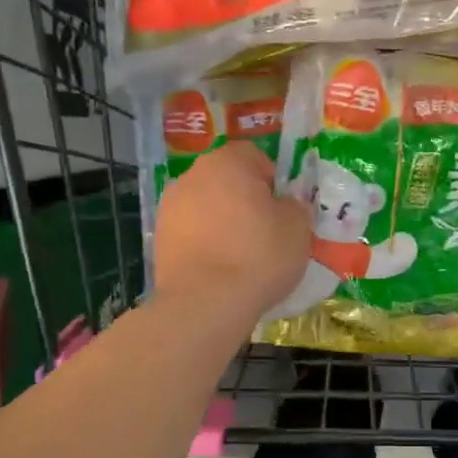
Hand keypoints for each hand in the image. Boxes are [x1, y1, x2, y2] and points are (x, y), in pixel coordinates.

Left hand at [154, 142, 310, 318]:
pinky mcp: (159, 237)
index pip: (254, 155)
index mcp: (228, 163)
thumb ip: (294, 207)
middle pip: (226, 179)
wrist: (205, 302)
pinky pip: (191, 231)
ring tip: (239, 253)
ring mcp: (170, 206)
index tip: (280, 208)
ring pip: (206, 205)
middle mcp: (194, 175)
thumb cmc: (258, 256)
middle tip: (263, 230)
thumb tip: (285, 205)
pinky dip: (204, 241)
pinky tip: (218, 267)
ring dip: (222, 220)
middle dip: (244, 198)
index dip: (271, 179)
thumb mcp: (298, 228)